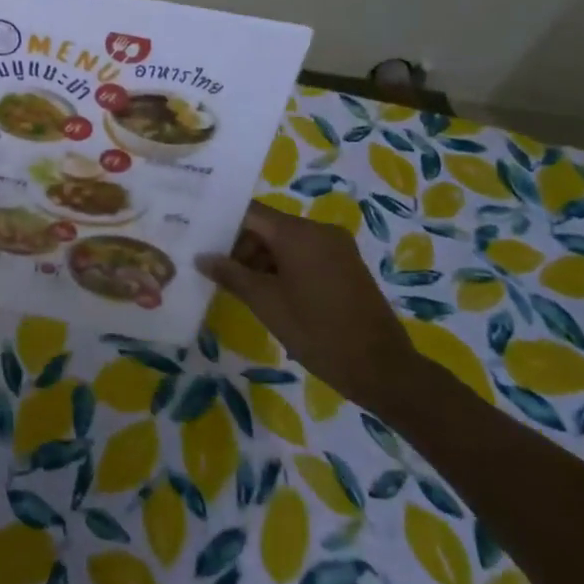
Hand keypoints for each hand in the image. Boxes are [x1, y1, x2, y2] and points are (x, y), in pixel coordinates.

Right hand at [197, 201, 421, 410]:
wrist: (384, 370)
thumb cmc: (318, 333)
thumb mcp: (267, 304)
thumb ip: (231, 275)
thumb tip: (201, 257)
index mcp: (298, 233)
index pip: (249, 212)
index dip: (222, 223)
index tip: (199, 237)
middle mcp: (319, 230)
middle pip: (268, 226)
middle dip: (240, 245)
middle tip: (216, 269)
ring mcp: (336, 247)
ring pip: (286, 241)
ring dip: (261, 259)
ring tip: (239, 286)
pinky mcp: (346, 265)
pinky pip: (305, 254)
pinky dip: (284, 266)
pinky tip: (269, 292)